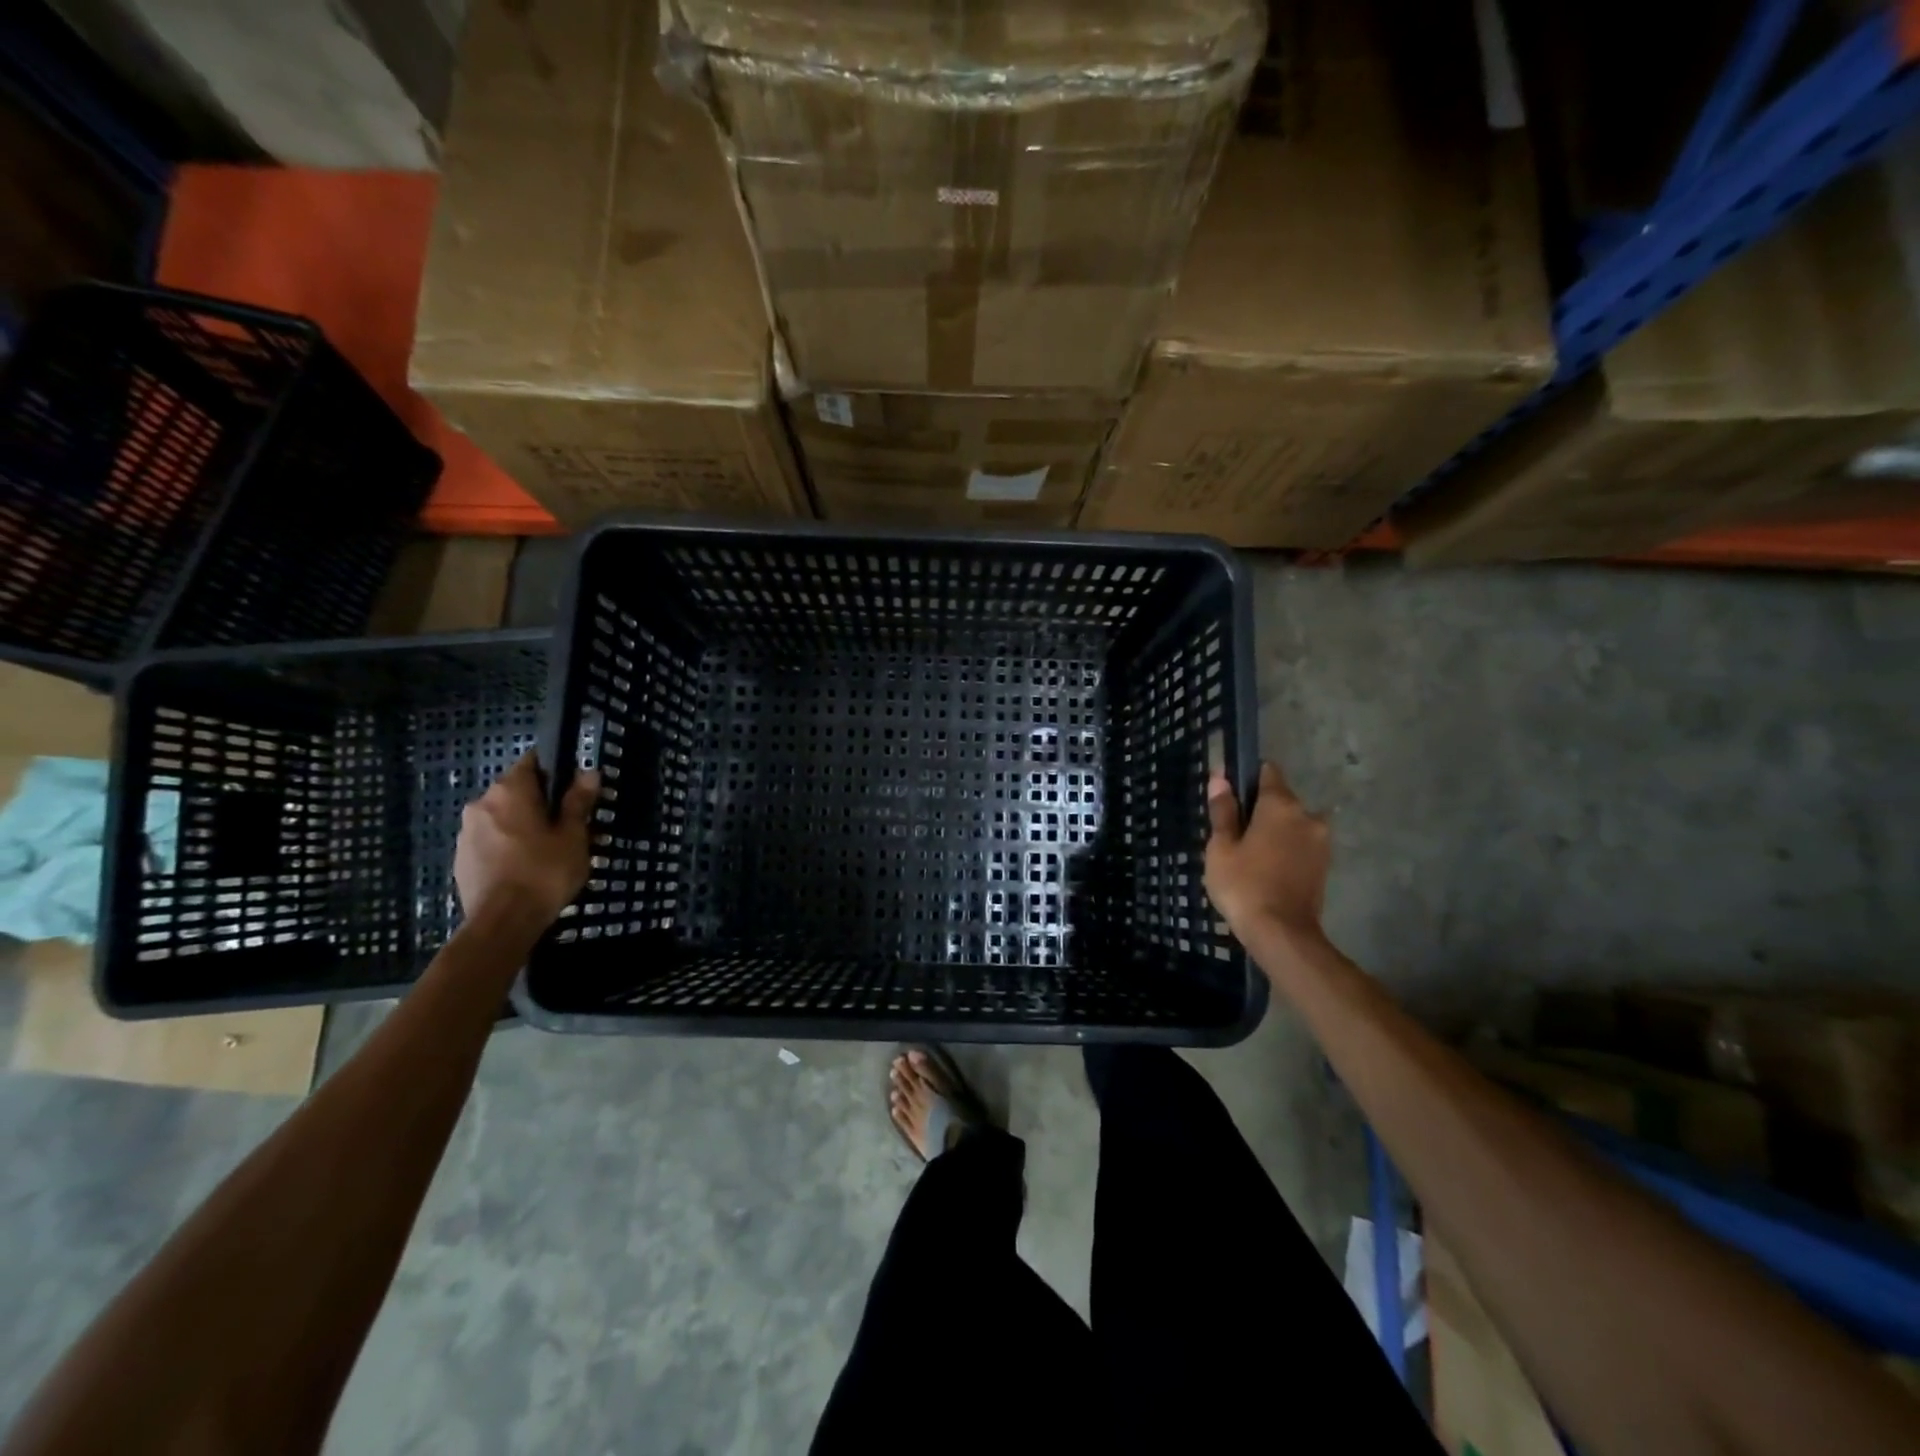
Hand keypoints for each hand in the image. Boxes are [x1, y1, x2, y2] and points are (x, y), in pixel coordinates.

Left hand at [454, 753, 599, 929]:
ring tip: (548, 849)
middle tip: (568, 824)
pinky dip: (508, 845)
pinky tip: (526, 867)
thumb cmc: (543, 872)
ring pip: (502, 817)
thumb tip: (589, 772)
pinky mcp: (461, 859)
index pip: (533, 762)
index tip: (575, 790)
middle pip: (516, 790)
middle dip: (541, 801)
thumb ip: (578, 802)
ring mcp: (466, 832)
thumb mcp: (573, 836)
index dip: (556, 771)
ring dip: (523, 824)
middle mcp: (482, 803)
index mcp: (510, 791)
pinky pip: (490, 840)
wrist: (501, 924)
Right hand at [1205, 761, 1330, 952]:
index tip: (1229, 794)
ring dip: (1274, 831)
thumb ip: (1223, 811)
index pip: (1267, 772)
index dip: (1246, 777)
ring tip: (1249, 855)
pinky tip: (1266, 869)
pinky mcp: (1325, 865)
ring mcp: (1321, 842)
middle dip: (1259, 809)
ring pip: (1292, 824)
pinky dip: (1285, 849)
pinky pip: (1300, 844)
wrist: (1282, 934)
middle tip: (1233, 834)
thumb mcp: (1222, 847)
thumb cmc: (1244, 885)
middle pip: (1280, 800)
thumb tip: (1220, 778)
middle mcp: (1308, 815)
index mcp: (1281, 805)